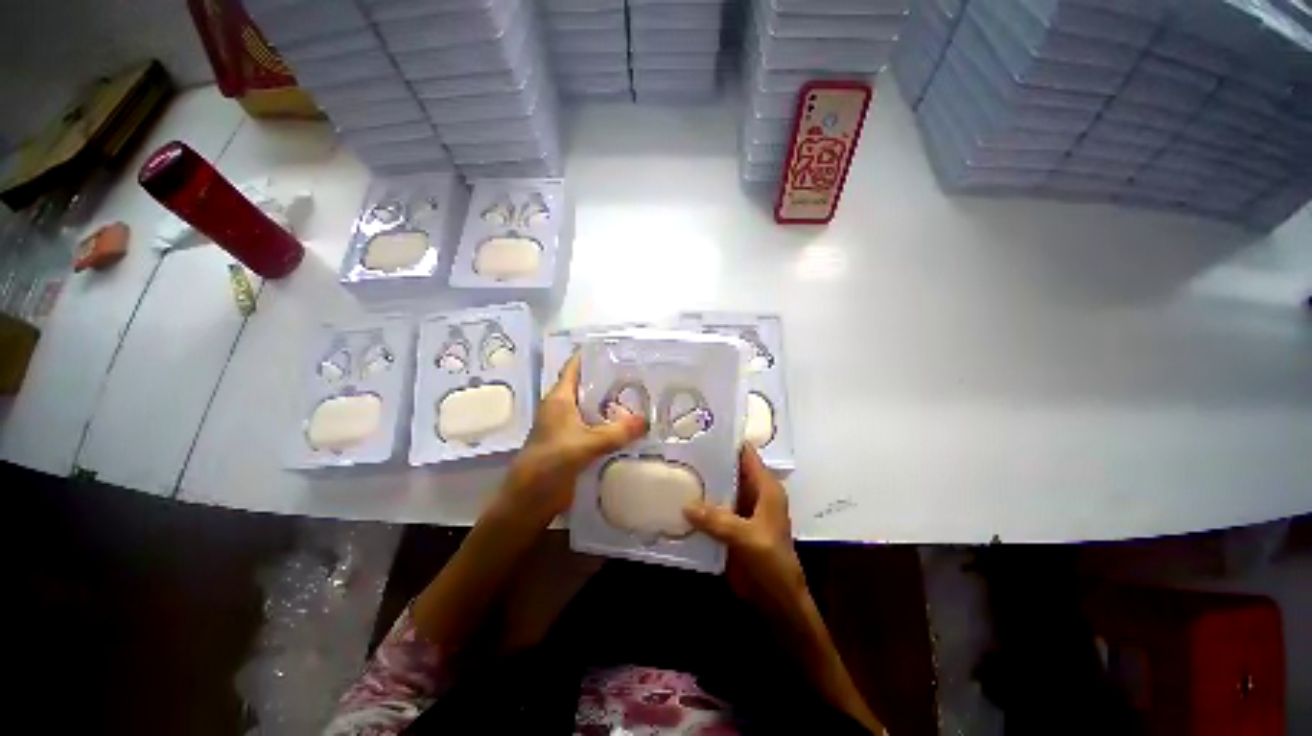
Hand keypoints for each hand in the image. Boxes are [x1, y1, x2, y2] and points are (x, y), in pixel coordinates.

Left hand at [496, 353, 646, 528]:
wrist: (528, 500)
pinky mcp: (574, 443)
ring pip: (593, 407)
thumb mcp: (584, 445)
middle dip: (610, 380)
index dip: (591, 355)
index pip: (574, 367)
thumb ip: (615, 433)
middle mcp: (564, 408)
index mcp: (559, 399)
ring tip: (640, 397)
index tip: (617, 348)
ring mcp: (568, 426)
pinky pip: (596, 427)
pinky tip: (629, 427)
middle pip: (588, 386)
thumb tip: (646, 421)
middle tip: (639, 374)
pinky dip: (610, 424)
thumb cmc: (549, 464)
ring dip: (612, 403)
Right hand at [684, 444, 807, 618]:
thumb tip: (685, 504)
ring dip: (700, 482)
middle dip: (707, 460)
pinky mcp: (729, 526)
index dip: (726, 441)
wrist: (776, 603)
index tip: (699, 429)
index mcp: (765, 488)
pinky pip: (711, 508)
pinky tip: (677, 498)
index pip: (745, 454)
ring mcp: (740, 509)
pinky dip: (698, 504)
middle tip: (678, 448)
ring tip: (673, 467)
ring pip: (718, 488)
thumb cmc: (772, 565)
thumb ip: (717, 520)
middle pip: (728, 469)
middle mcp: (753, 493)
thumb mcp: (747, 538)